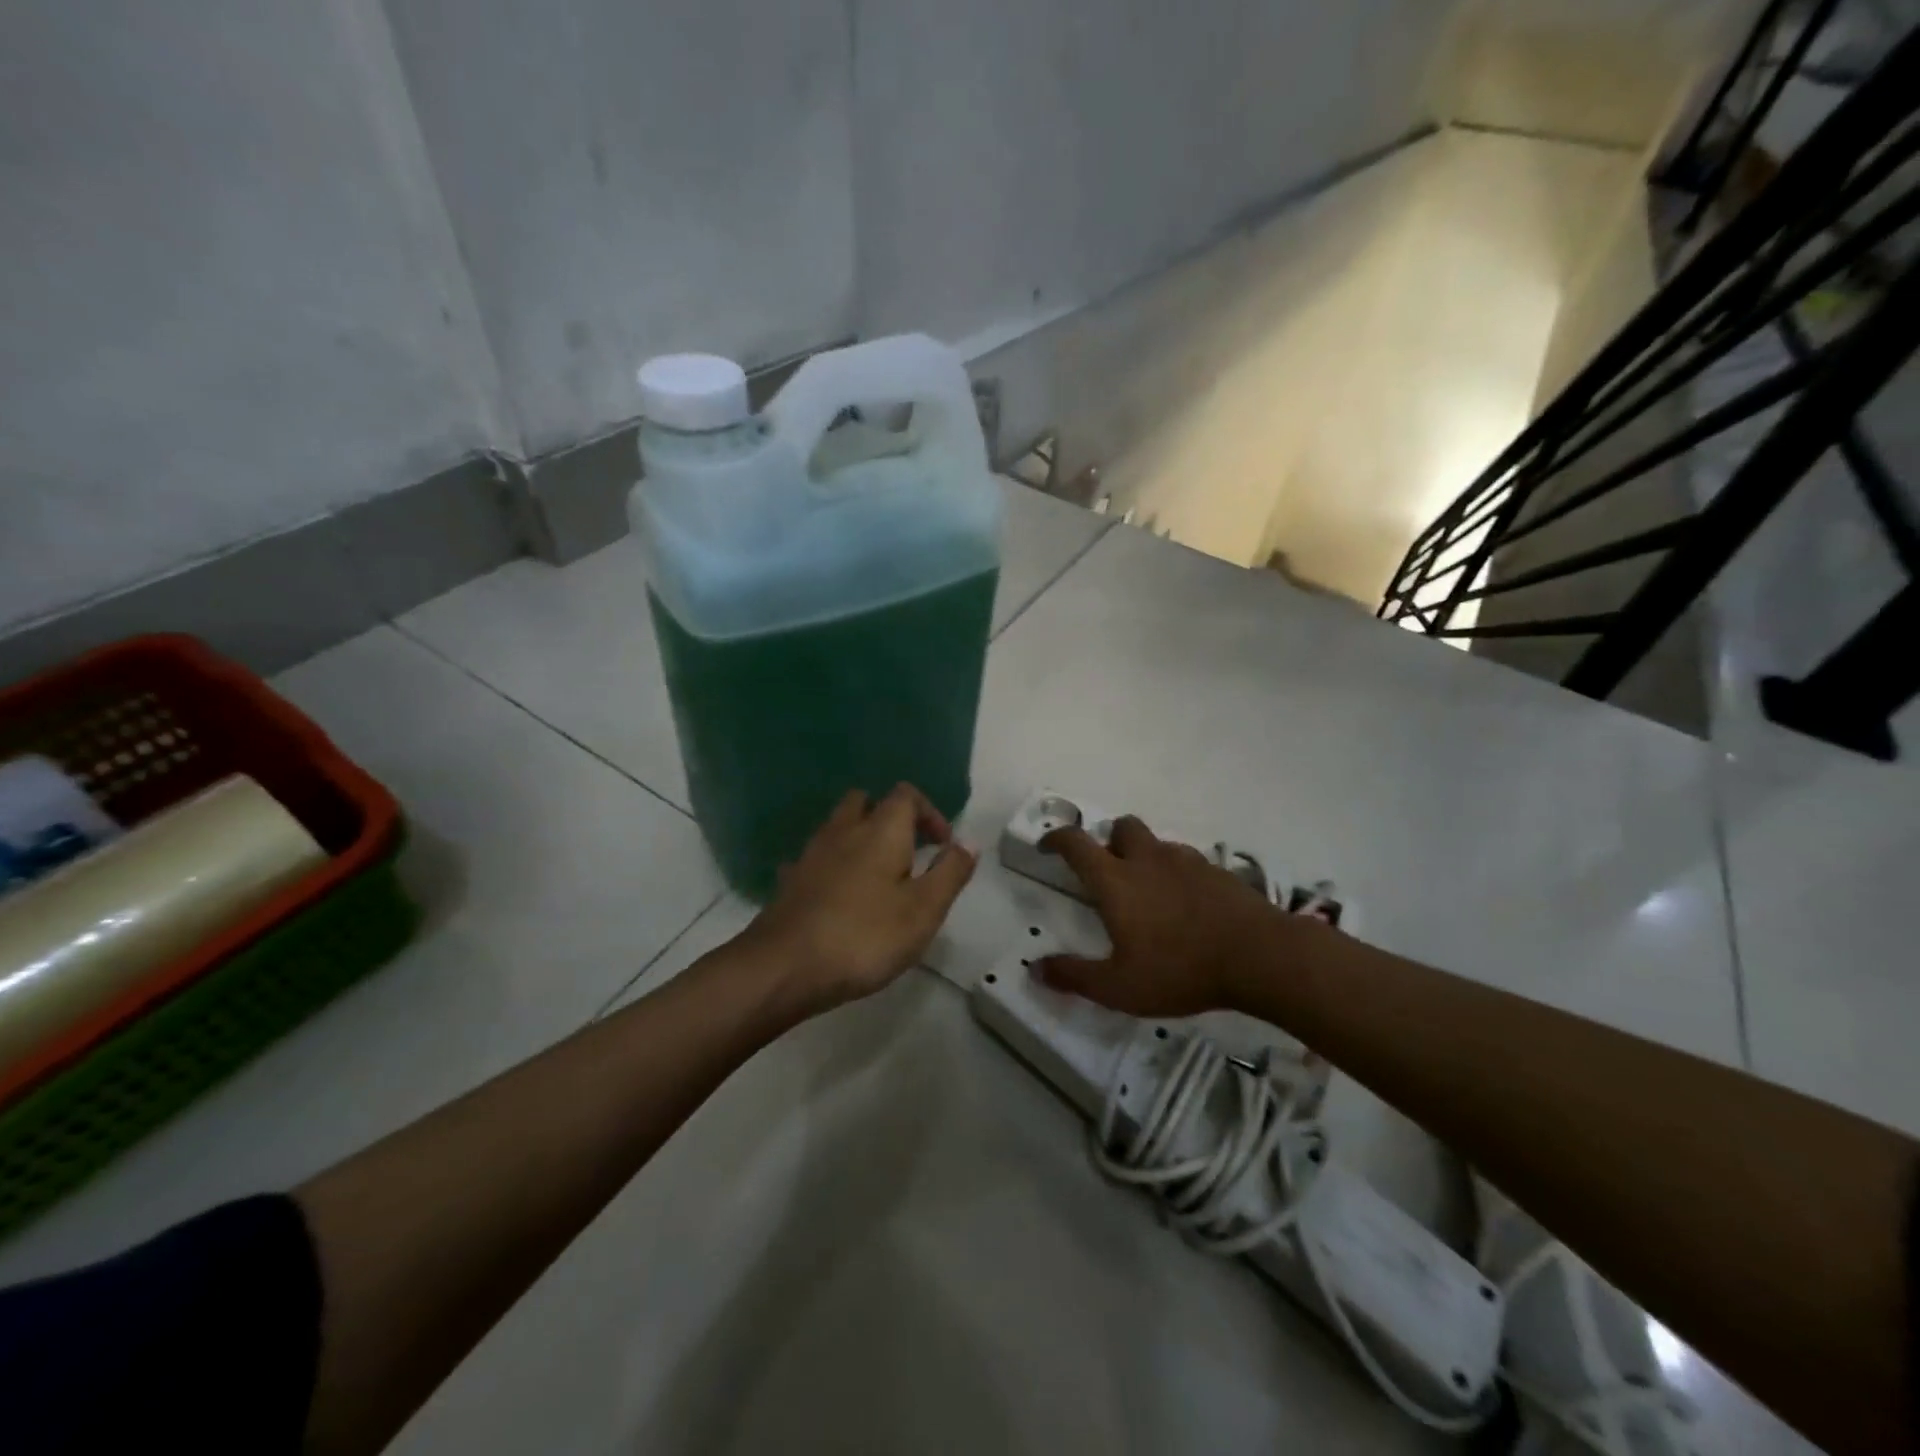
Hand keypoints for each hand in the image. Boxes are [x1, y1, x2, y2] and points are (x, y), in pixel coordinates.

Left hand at [741, 784, 975, 1015]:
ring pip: (838, 826)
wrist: (784, 966)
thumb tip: (968, 842)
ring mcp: (811, 853)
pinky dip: (833, 865)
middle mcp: (844, 830)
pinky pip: (817, 858)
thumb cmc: (865, 936)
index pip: (907, 795)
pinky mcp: (791, 879)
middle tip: (908, 852)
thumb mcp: (924, 910)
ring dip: (861, 839)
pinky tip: (840, 896)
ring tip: (878, 876)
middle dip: (890, 817)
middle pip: (866, 801)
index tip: (942, 846)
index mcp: (882, 830)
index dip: (930, 813)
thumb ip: (950, 872)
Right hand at [1036, 816, 1295, 1016]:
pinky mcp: (1218, 872)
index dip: (1057, 839)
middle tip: (1108, 869)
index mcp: (1116, 880)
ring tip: (1149, 891)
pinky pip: (1188, 861)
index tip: (1047, 846)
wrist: (1259, 956)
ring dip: (1145, 856)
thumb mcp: (1119, 987)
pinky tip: (1187, 904)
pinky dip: (1178, 873)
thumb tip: (1034, 969)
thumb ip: (1074, 976)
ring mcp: (1186, 861)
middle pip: (1122, 827)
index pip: (1076, 844)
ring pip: (1157, 843)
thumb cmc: (1179, 969)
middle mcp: (1147, 859)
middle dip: (1109, 839)